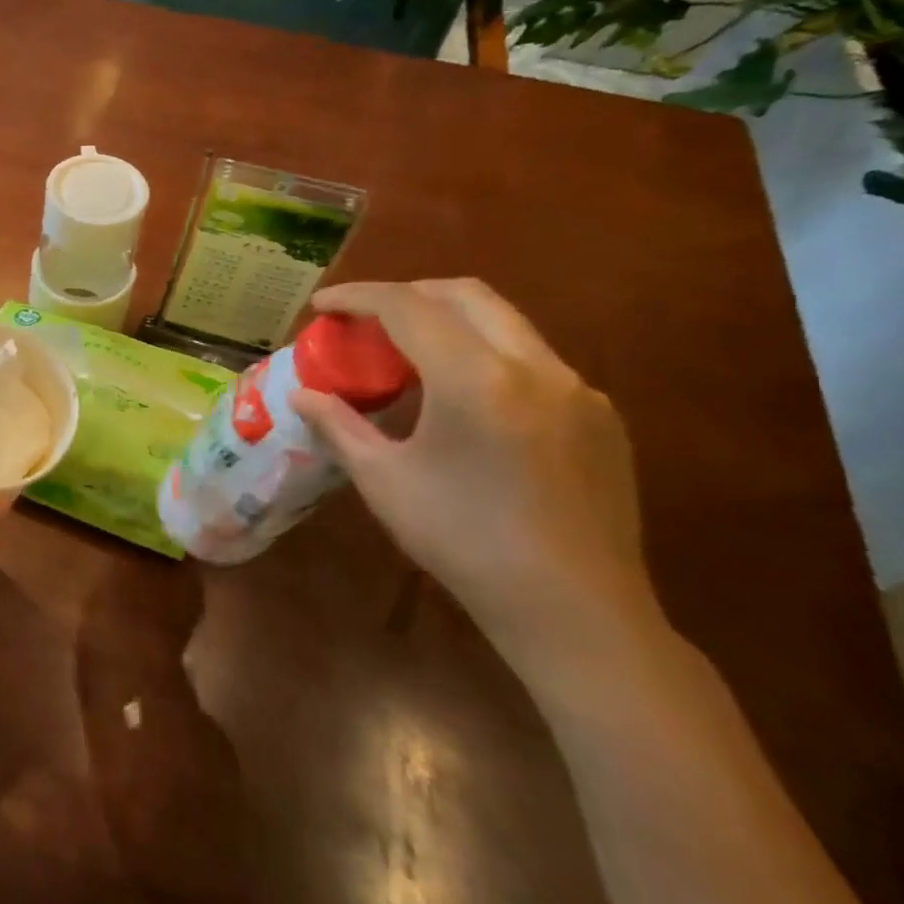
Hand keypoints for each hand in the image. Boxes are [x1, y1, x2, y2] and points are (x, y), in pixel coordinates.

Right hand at [290, 279, 668, 689]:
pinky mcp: (600, 417)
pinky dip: (486, 354)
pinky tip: (465, 399)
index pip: (408, 307)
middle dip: (407, 293)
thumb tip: (303, 394)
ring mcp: (577, 390)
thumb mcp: (384, 481)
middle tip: (366, 318)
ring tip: (408, 353)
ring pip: (506, 323)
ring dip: (450, 321)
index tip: (322, 304)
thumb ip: (339, 426)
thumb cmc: (463, 541)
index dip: (358, 297)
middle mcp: (535, 368)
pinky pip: (534, 360)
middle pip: (466, 295)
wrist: (574, 609)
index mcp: (475, 380)